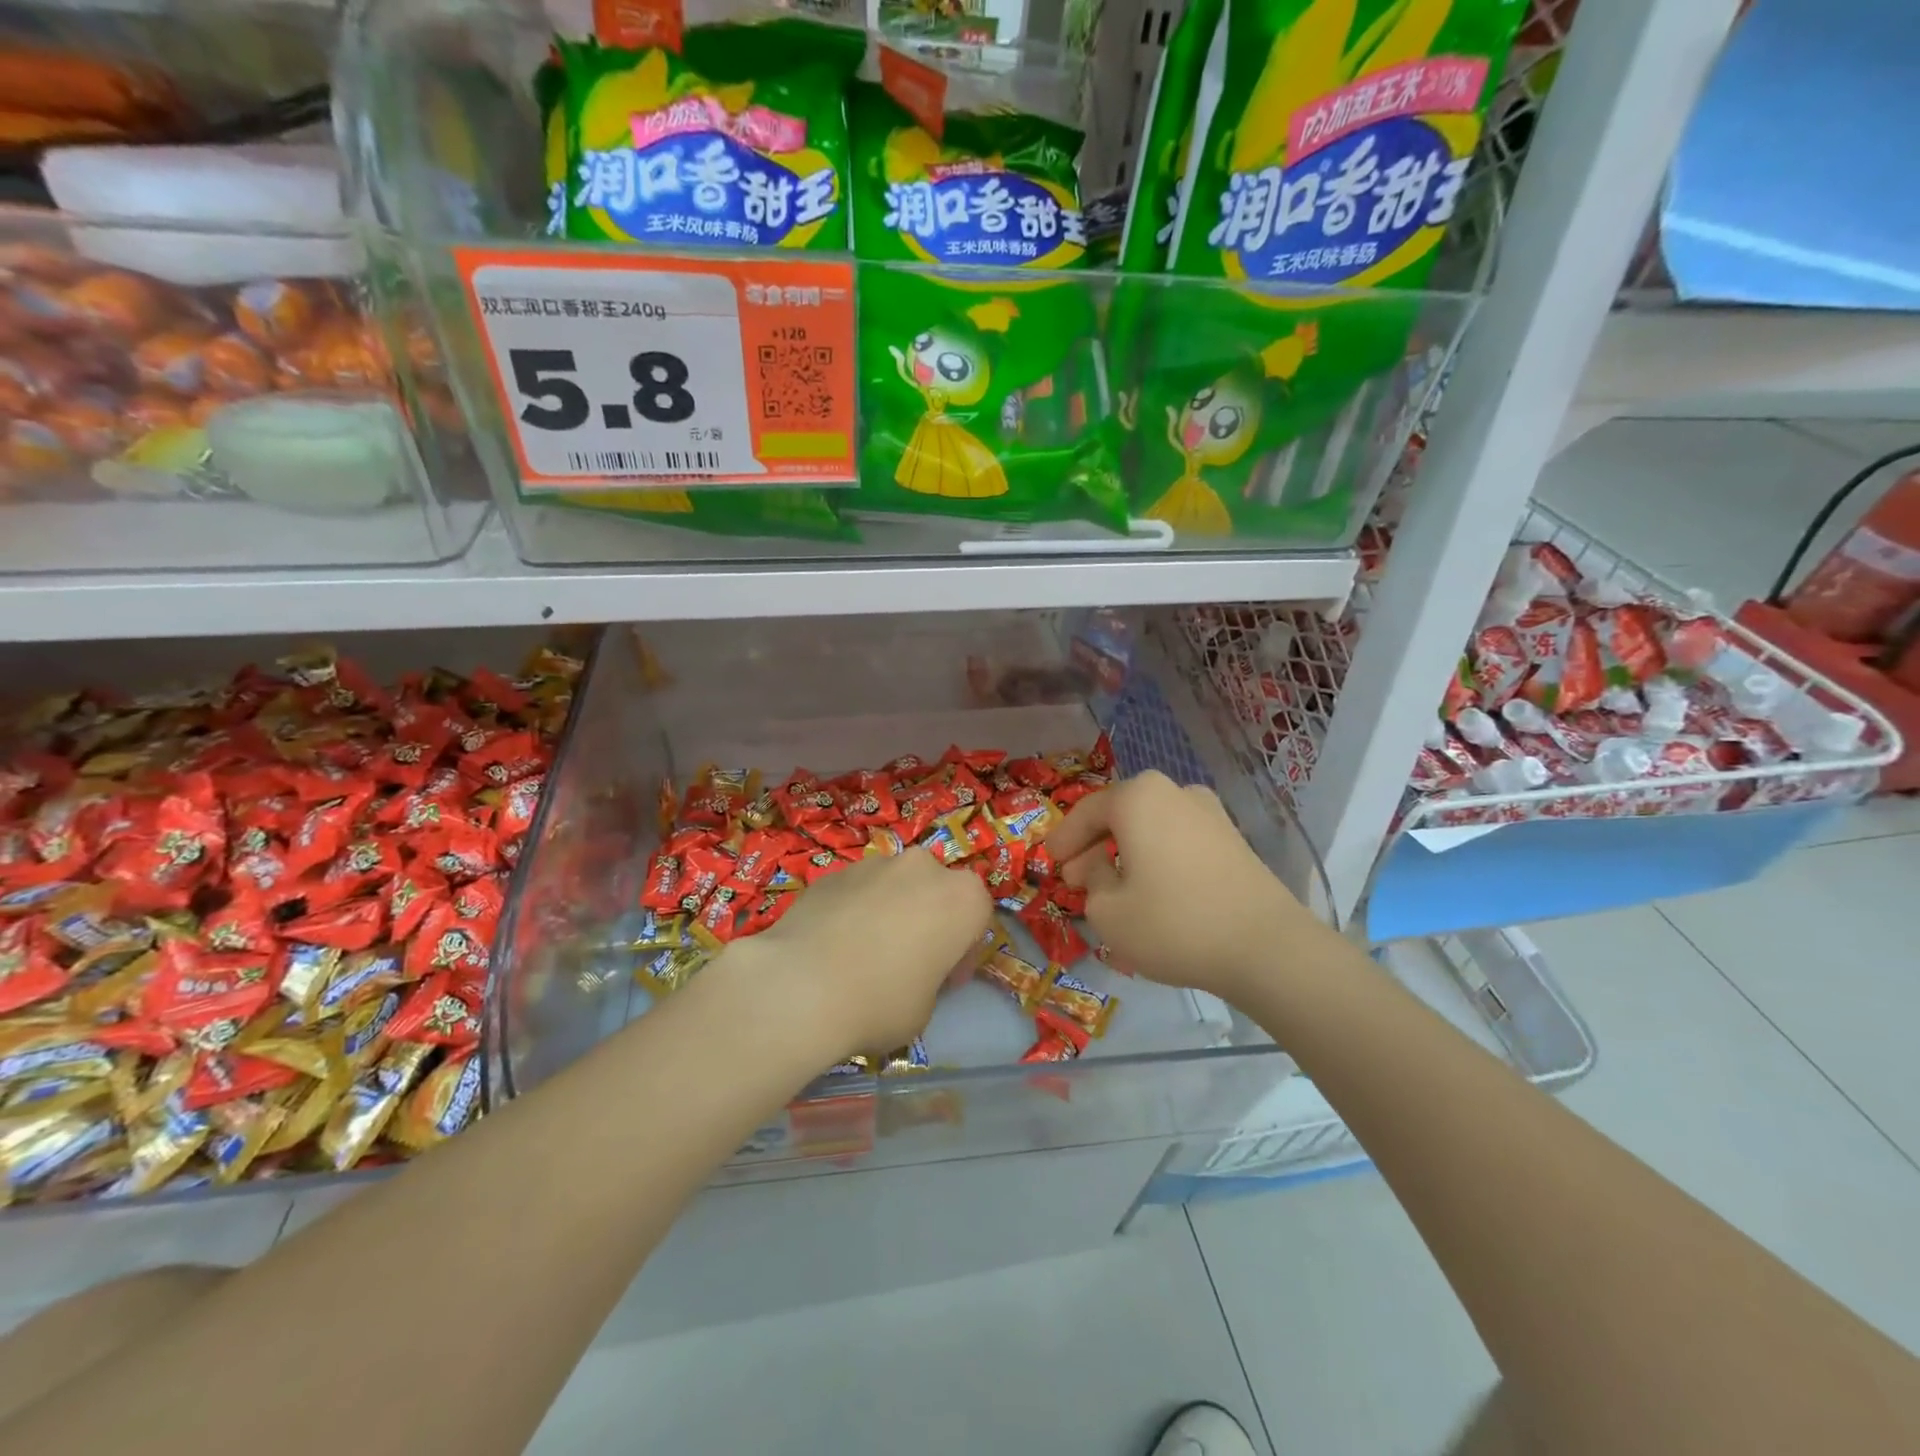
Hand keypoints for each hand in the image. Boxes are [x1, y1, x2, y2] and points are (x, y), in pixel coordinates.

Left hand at [718, 849, 991, 1063]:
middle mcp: (924, 868)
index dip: (962, 954)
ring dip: (890, 912)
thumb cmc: (881, 1002)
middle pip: (935, 892)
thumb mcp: (925, 1008)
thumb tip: (908, 972)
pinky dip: (854, 912)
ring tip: (864, 954)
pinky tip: (833, 947)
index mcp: (962, 898)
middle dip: (927, 921)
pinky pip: (857, 892)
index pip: (977, 919)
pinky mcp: (834, 872)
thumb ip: (929, 979)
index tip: (945, 981)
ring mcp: (875, 864)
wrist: (801, 985)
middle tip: (908, 962)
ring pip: (894, 887)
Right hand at [1044, 771, 1318, 1001]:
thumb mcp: (1108, 911)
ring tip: (1112, 886)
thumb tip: (1098, 867)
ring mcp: (1209, 812)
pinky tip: (1152, 888)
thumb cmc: (1173, 923)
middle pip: (1120, 814)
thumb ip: (1091, 881)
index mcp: (1138, 797)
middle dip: (1093, 845)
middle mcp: (1174, 791)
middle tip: (1075, 877)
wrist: (1266, 946)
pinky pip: (1177, 839)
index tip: (1048, 862)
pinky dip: (1156, 857)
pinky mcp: (1233, 838)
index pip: (1086, 812)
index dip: (1063, 839)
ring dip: (1125, 851)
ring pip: (1150, 826)